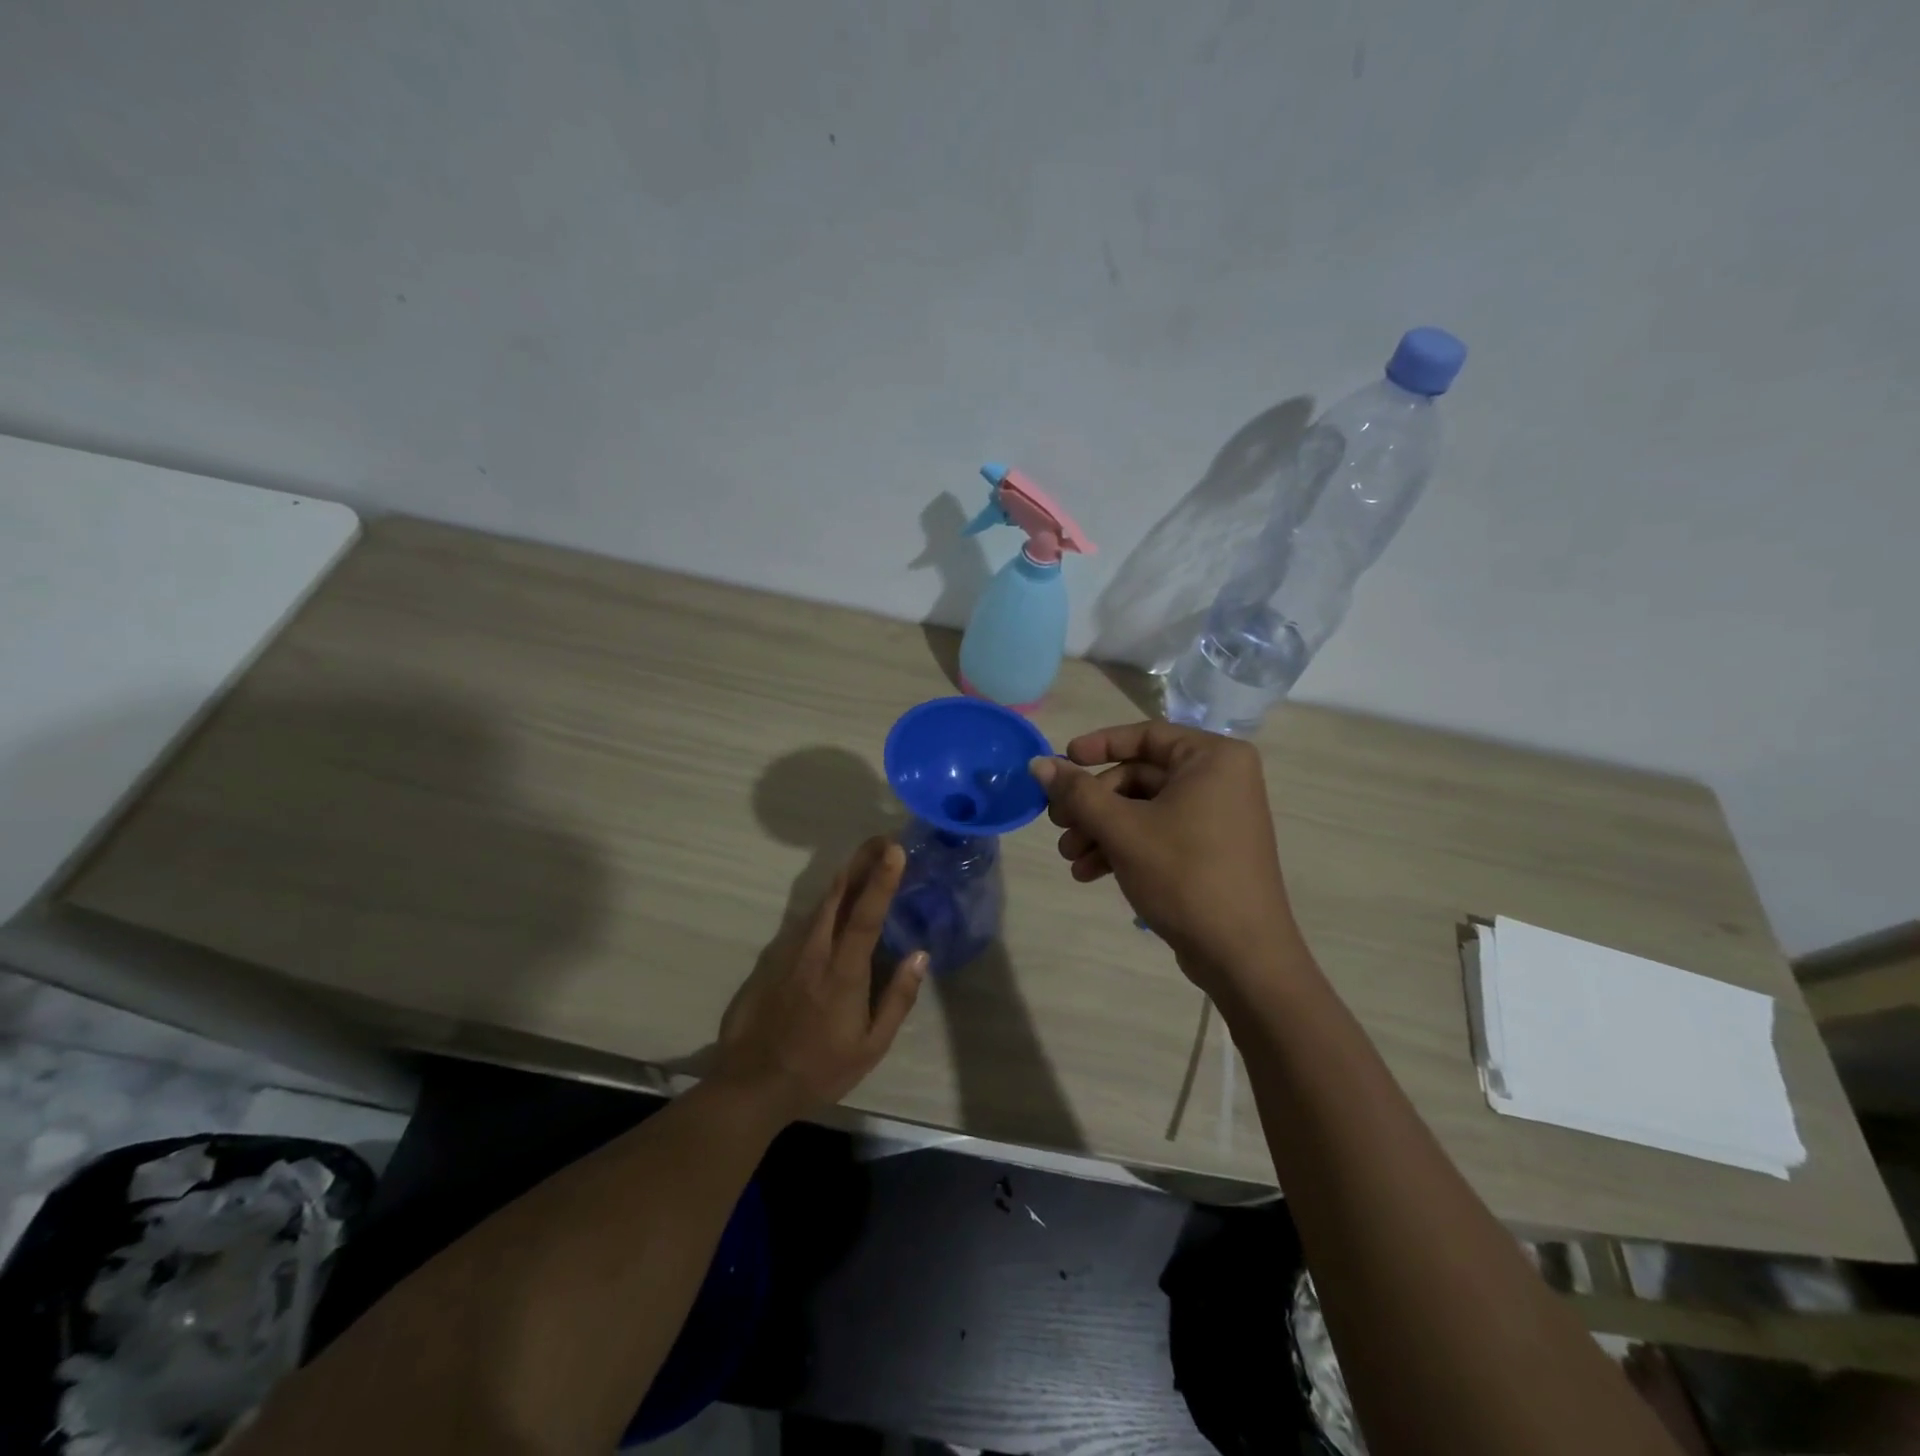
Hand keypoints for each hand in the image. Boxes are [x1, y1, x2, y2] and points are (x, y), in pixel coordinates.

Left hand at [715, 837, 926, 1120]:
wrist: (751, 1083)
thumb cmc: (819, 1068)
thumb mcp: (871, 1046)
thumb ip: (898, 998)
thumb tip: (919, 955)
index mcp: (843, 971)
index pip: (867, 914)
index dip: (882, 879)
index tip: (895, 848)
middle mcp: (815, 951)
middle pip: (838, 894)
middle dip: (861, 861)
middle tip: (882, 840)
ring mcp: (789, 951)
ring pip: (819, 904)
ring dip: (844, 879)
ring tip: (865, 862)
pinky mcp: (772, 958)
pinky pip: (805, 922)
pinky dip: (825, 905)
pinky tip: (835, 905)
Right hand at [1030, 723, 1303, 991]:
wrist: (1241, 955)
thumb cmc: (1184, 875)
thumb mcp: (1123, 829)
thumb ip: (1078, 792)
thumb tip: (1038, 763)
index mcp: (1213, 758)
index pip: (1146, 735)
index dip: (1098, 746)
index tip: (1062, 762)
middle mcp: (1220, 779)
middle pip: (1139, 776)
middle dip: (1093, 804)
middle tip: (1058, 824)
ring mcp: (1217, 816)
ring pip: (1143, 809)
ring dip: (1101, 830)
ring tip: (1070, 858)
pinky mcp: (1210, 849)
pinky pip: (1158, 833)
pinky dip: (1123, 847)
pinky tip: (1089, 873)